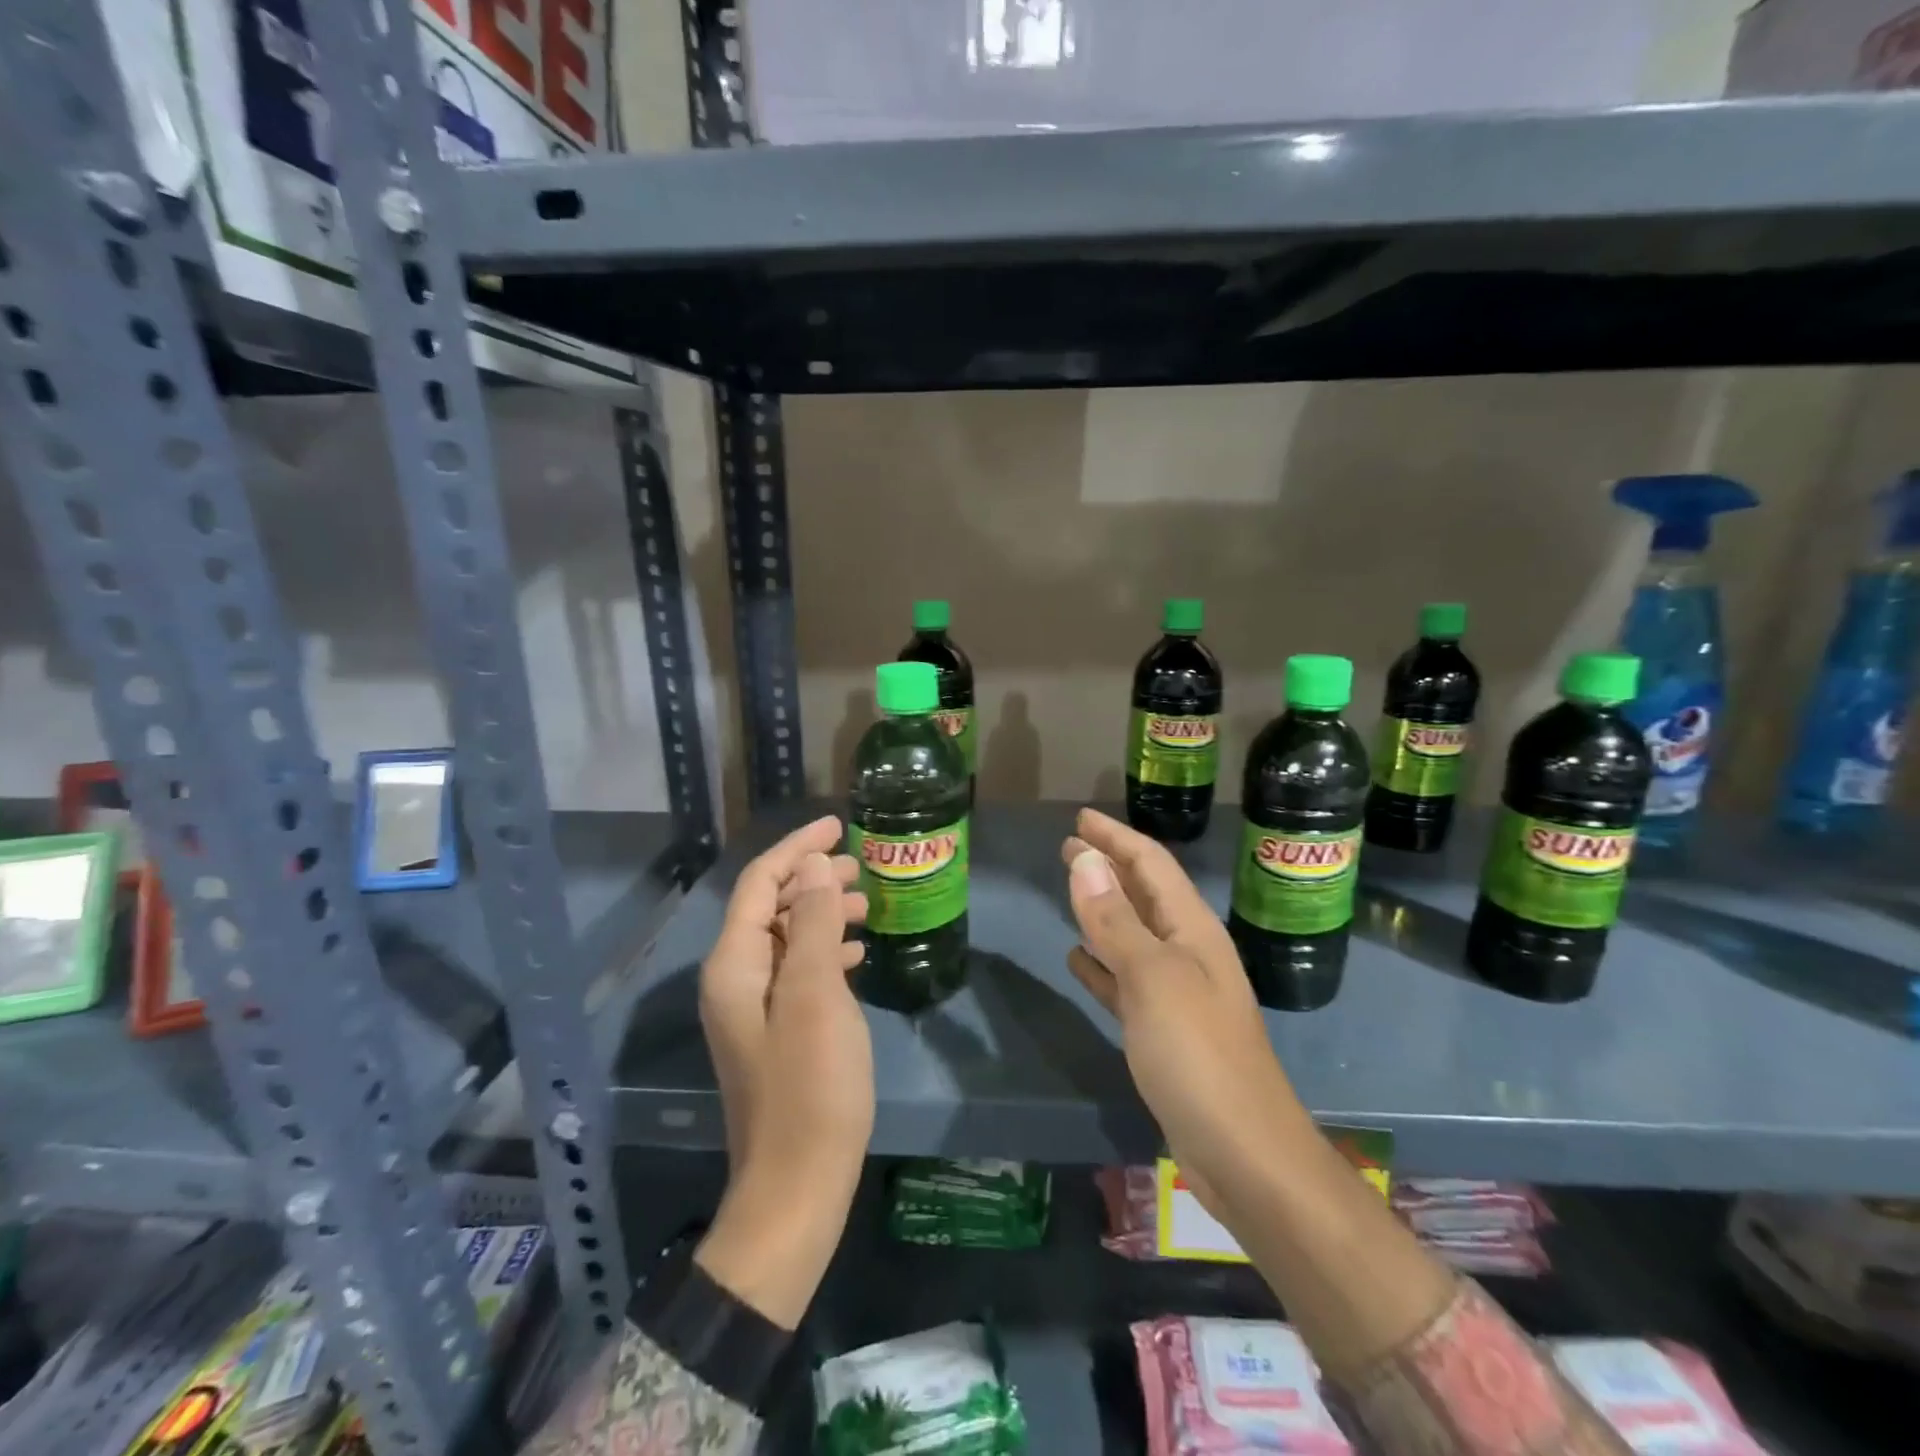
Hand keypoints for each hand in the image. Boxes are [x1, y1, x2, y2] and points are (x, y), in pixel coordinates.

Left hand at [695, 816, 872, 1326]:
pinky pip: (798, 970)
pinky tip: (856, 954)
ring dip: (822, 913)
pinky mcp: (776, 1032)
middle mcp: (735, 980)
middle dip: (812, 878)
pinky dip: (824, 951)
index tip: (839, 826)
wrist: (797, 1187)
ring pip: (787, 937)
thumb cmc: (811, 1086)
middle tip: (860, 867)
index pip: (759, 884)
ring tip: (865, 905)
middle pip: (770, 906)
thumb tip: (812, 868)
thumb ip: (812, 924)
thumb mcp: (816, 994)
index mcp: (734, 965)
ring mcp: (754, 1009)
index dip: (797, 849)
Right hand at [1061, 808, 1309, 1211]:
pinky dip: (1100, 964)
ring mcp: (1176, 994)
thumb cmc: (1198, 1054)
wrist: (1244, 1154)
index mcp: (1192, 930)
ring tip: (1070, 890)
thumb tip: (1085, 860)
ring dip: (1102, 910)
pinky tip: (1076, 960)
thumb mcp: (1152, 978)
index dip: (1115, 838)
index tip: (1079, 819)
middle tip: (1068, 846)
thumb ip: (1116, 920)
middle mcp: (1187, 953)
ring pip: (1132, 935)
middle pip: (1143, 895)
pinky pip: (1124, 981)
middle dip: (1108, 866)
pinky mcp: (1163, 1032)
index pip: (1151, 865)